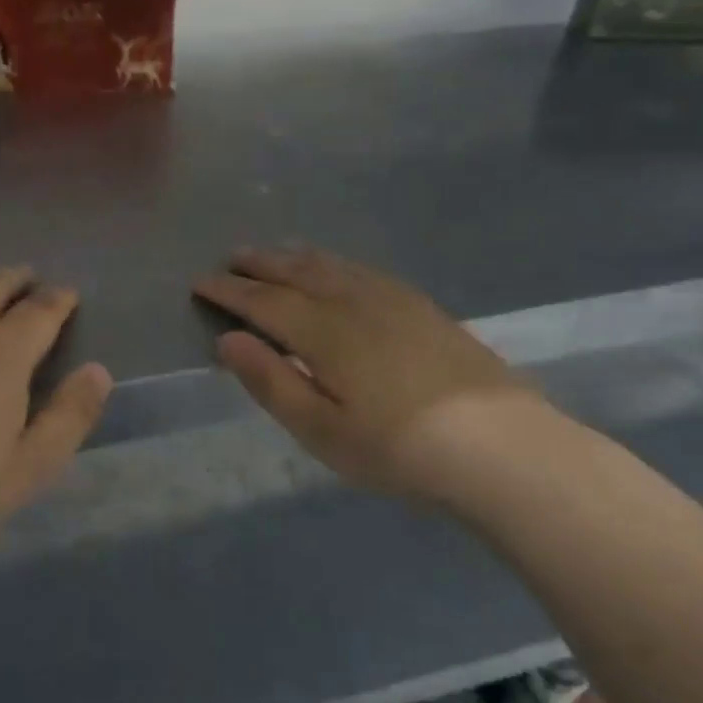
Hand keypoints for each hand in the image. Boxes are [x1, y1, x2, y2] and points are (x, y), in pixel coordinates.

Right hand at [194, 246, 538, 499]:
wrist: (501, 446)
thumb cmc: (398, 449)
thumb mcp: (321, 430)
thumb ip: (271, 382)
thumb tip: (227, 340)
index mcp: (323, 331)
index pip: (263, 301)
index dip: (229, 291)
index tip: (201, 282)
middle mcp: (353, 302)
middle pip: (296, 273)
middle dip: (259, 264)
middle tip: (231, 258)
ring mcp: (392, 300)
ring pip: (331, 266)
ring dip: (295, 257)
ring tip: (274, 253)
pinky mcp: (421, 307)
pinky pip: (363, 270)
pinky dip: (335, 262)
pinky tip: (337, 269)